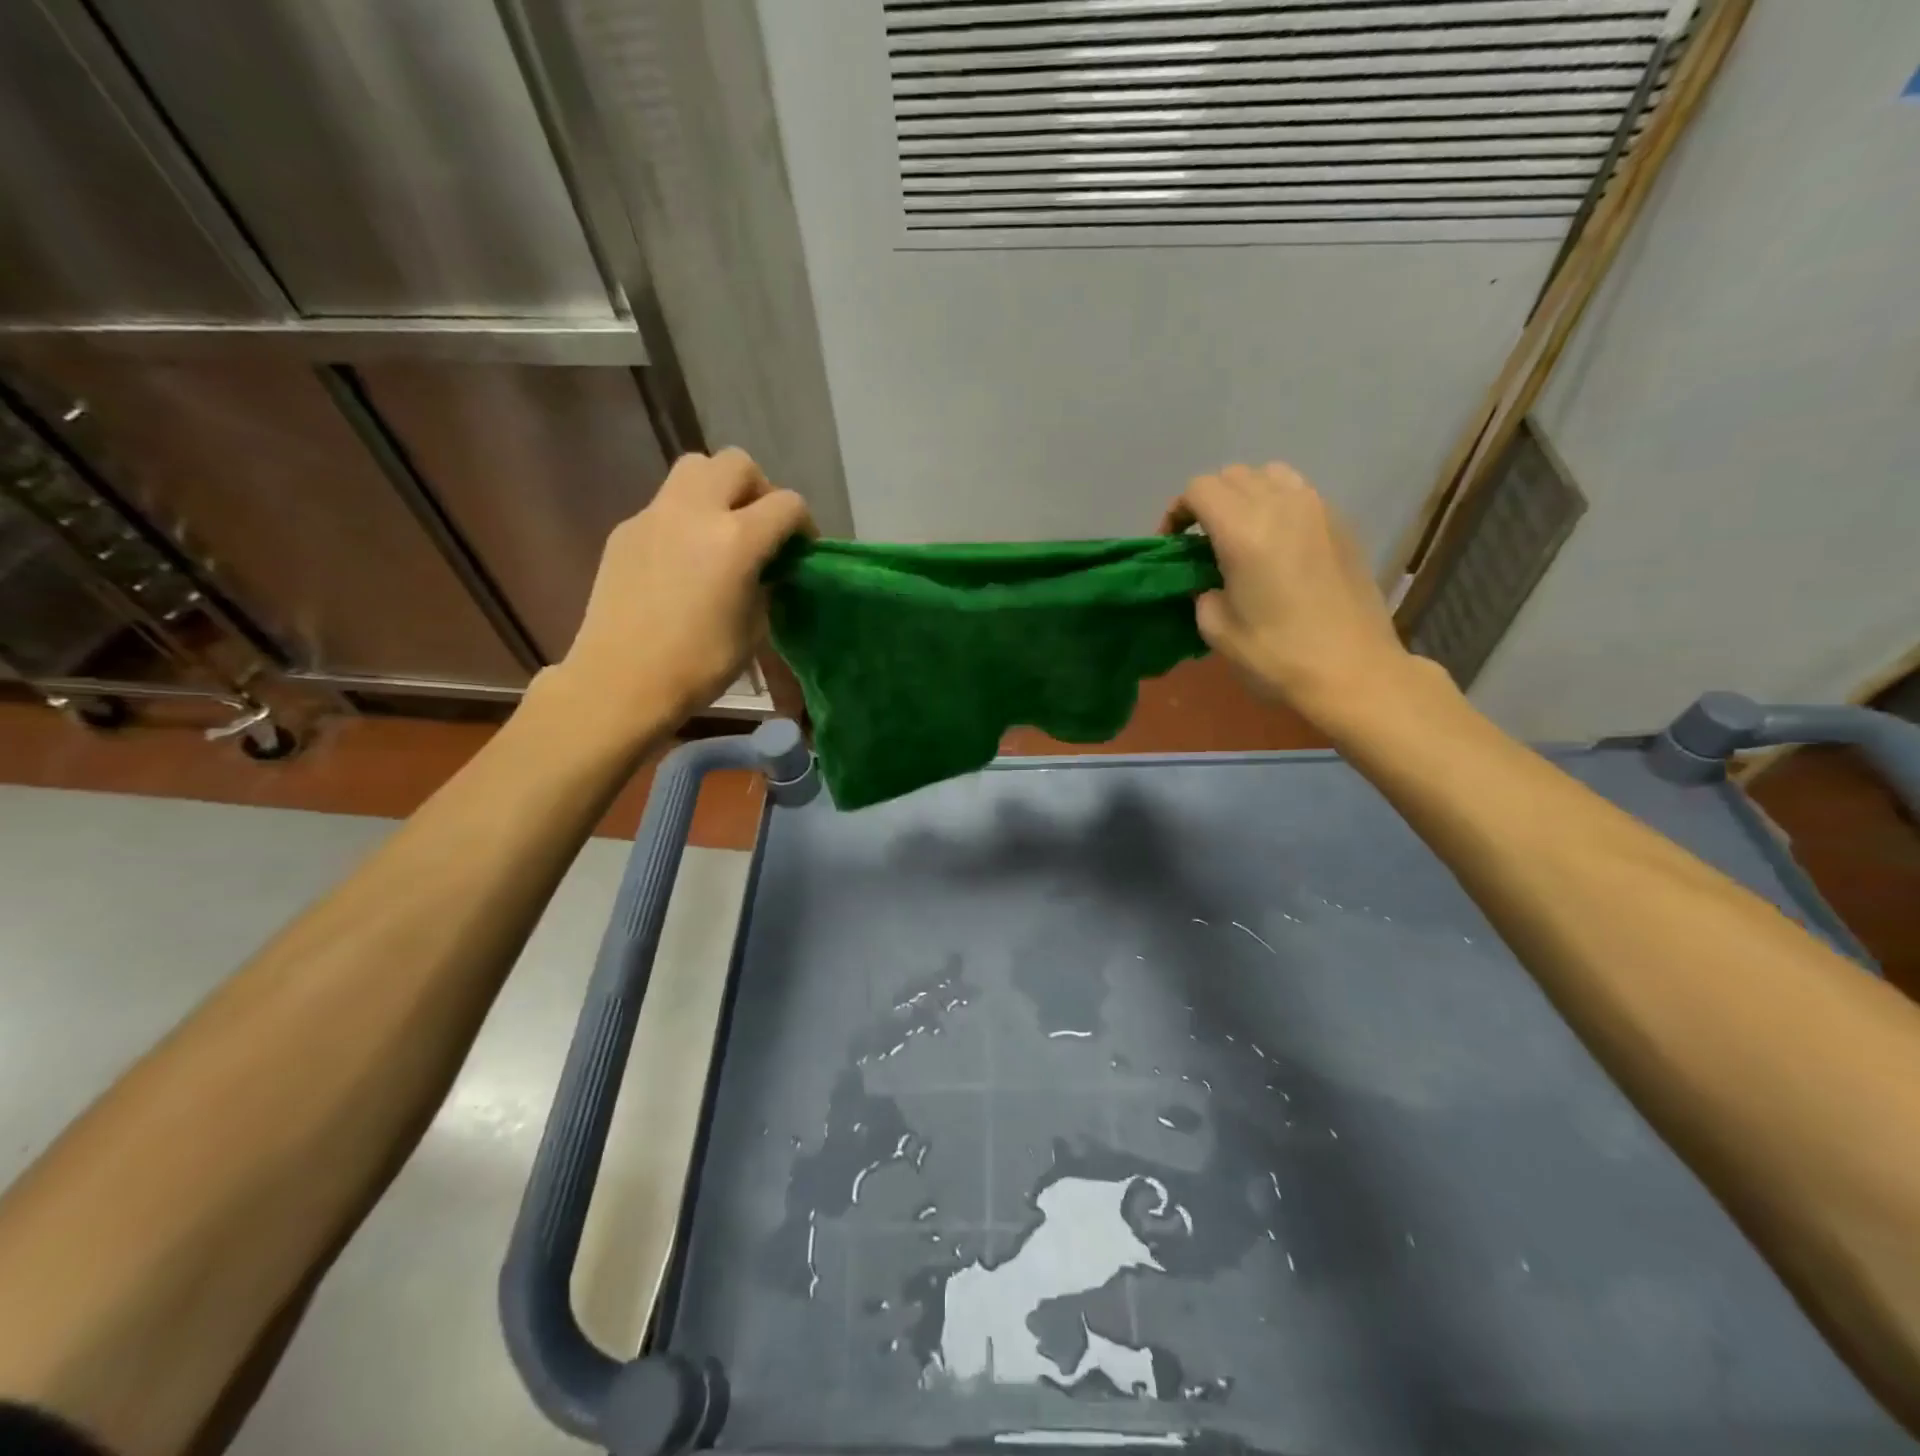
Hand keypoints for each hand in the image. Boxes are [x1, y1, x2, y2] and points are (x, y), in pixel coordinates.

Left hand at [548, 448, 812, 736]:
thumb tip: (766, 568)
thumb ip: (766, 584)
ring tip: (722, 531)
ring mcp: (654, 515)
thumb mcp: (754, 628)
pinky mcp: (626, 530)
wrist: (621, 681)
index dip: (803, 524)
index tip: (800, 551)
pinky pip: (665, 504)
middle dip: (759, 489)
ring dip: (718, 488)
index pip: (787, 504)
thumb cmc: (698, 665)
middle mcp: (695, 512)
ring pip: (694, 468)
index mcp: (737, 539)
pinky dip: (685, 517)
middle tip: (760, 528)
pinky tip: (683, 560)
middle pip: (737, 463)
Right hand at [1161, 462, 1415, 724]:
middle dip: (1209, 502)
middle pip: (1233, 476)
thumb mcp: (1217, 629)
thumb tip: (1209, 580)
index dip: (1177, 511)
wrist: (1354, 672)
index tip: (1172, 545)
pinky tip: (1277, 545)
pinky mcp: (1342, 524)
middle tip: (1201, 542)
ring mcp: (1318, 510)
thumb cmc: (1278, 656)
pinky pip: (1300, 494)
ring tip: (1241, 534)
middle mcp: (1282, 506)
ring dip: (1246, 495)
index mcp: (1244, 530)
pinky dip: (1278, 505)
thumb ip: (1203, 592)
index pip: (1200, 489)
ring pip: (1271, 475)